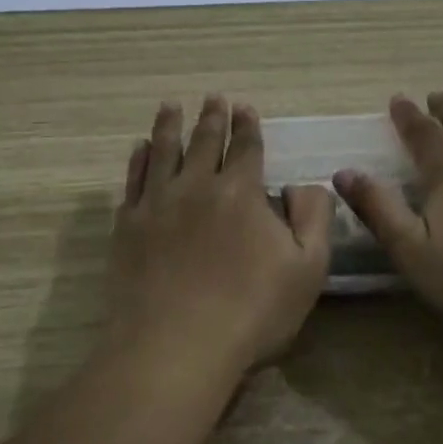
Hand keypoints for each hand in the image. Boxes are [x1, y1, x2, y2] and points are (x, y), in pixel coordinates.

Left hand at [108, 96, 333, 377]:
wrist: (175, 345)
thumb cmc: (251, 311)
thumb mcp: (307, 268)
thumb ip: (314, 218)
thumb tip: (307, 184)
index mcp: (241, 192)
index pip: (246, 147)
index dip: (248, 126)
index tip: (244, 107)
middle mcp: (197, 186)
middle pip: (204, 142)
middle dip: (212, 117)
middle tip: (213, 98)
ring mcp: (157, 203)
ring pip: (164, 151)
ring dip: (170, 125)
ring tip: (171, 106)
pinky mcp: (129, 226)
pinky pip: (133, 180)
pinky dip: (138, 159)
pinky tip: (140, 148)